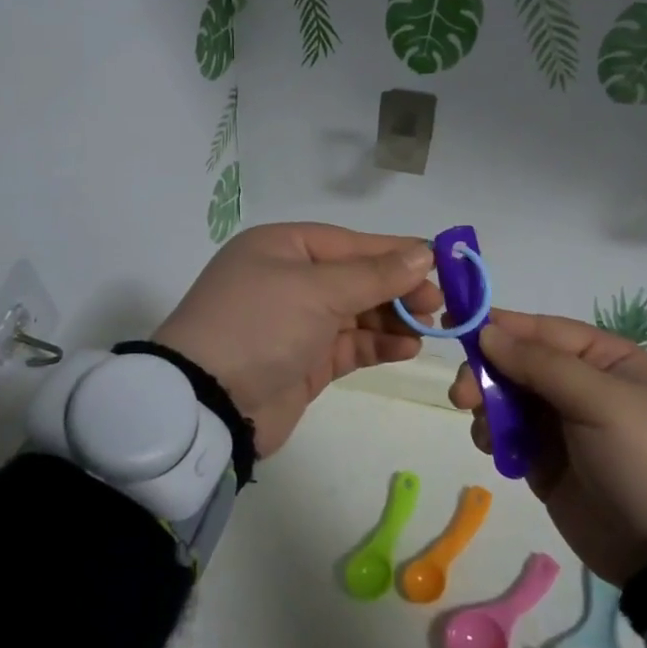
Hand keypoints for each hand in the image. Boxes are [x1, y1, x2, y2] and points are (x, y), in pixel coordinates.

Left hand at [154, 223, 441, 456]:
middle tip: (437, 304)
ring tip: (428, 328)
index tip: (438, 262)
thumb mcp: (317, 290)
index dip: (394, 252)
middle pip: (356, 277)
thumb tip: (424, 253)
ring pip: (357, 312)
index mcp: (282, 247)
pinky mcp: (305, 361)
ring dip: (393, 318)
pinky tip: (408, 348)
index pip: (350, 243)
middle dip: (397, 288)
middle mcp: (288, 279)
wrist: (207, 404)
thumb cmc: (260, 325)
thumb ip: (375, 274)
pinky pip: (351, 345)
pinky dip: (379, 345)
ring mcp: (297, 322)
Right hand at [449, 310, 646, 583]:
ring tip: (486, 431)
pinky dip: (492, 434)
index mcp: (603, 357)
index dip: (497, 326)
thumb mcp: (600, 400)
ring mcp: (560, 423)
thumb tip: (487, 332)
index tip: (453, 326)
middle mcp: (579, 383)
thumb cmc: (644, 457)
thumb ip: (540, 363)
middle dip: (485, 372)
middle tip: (462, 395)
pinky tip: (493, 448)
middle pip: (515, 361)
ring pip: (504, 396)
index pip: (539, 329)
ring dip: (486, 405)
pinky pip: (505, 433)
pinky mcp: (544, 460)